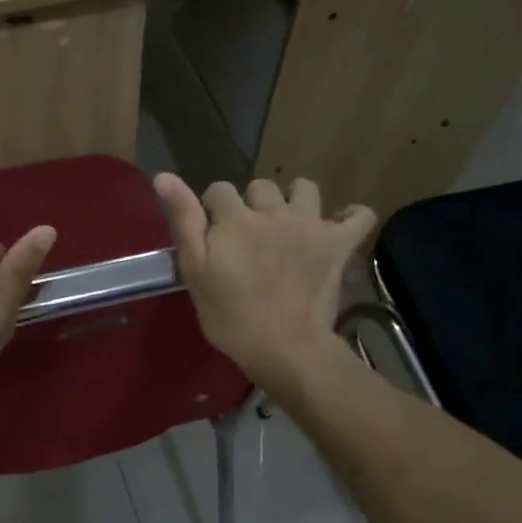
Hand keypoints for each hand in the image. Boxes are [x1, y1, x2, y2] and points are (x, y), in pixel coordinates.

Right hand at [155, 174, 375, 394]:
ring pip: (305, 189)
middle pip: (261, 187)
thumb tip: (163, 175)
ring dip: (295, 201)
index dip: (213, 210)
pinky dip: (351, 216)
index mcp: (235, 217)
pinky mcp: (338, 244)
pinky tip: (338, 226)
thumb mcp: (194, 270)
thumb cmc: (230, 315)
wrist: (284, 347)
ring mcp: (310, 224)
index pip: (218, 190)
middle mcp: (274, 211)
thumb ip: (183, 220)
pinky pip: (358, 215)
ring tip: (289, 225)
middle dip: (252, 204)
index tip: (213, 236)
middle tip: (250, 238)